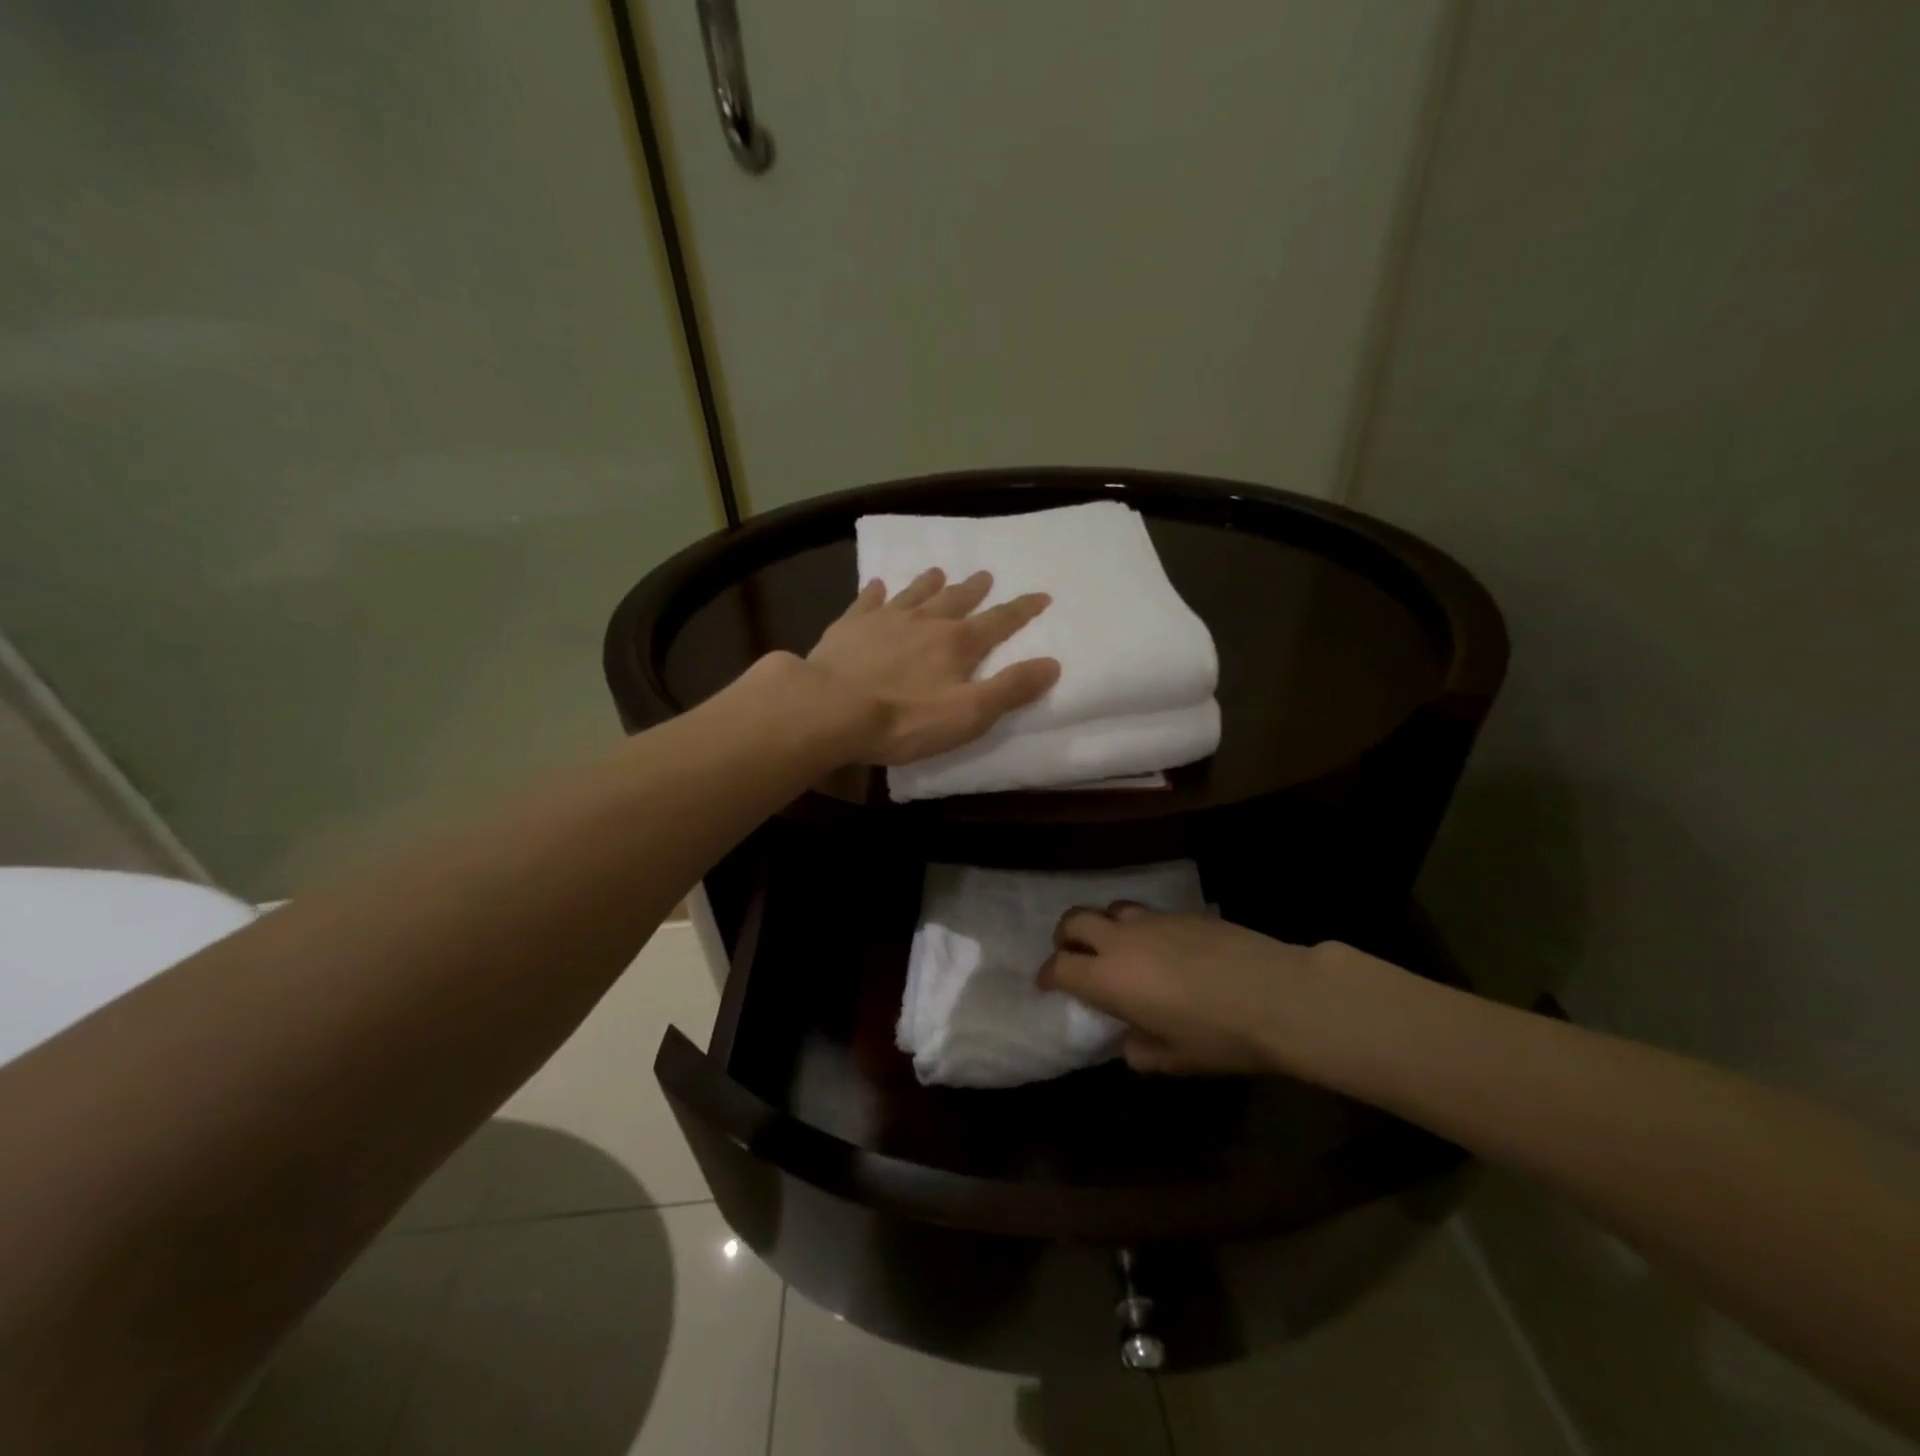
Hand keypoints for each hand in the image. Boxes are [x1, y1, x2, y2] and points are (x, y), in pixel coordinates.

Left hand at [801, 568, 1060, 764]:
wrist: (831, 709)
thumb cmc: (905, 719)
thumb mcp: (969, 714)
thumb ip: (1011, 689)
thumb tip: (1053, 663)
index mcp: (958, 644)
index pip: (999, 622)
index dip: (1022, 610)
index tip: (1041, 595)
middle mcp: (925, 622)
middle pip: (956, 600)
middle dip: (974, 589)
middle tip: (986, 575)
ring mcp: (885, 620)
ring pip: (914, 594)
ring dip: (929, 583)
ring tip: (939, 571)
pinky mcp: (849, 627)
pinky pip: (867, 602)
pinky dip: (875, 592)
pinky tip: (876, 585)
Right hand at [1038, 906, 1371, 1075]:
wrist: (1277, 996)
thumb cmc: (1219, 1036)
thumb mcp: (1173, 1059)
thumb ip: (1139, 1050)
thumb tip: (1129, 1041)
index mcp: (1108, 979)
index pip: (1058, 967)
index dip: (1047, 975)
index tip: (1048, 985)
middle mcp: (1121, 941)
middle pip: (1073, 921)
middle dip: (1065, 938)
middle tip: (1073, 956)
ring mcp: (1152, 920)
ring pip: (1110, 909)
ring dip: (1102, 926)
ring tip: (1116, 947)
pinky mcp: (1183, 912)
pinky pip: (1146, 913)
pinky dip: (1138, 927)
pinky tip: (1161, 947)